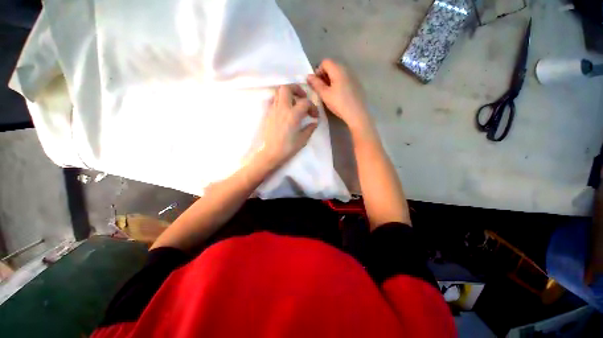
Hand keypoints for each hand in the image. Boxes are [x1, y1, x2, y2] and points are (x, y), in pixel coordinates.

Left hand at [257, 84, 318, 167]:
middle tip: (303, 98)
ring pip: (278, 92)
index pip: (305, 102)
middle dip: (297, 89)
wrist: (268, 154)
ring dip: (288, 94)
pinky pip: (273, 101)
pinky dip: (280, 101)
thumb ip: (309, 129)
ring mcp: (273, 110)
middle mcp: (282, 108)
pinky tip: (285, 111)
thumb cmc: (286, 148)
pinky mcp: (267, 114)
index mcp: (293, 114)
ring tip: (294, 104)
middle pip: (287, 88)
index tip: (315, 116)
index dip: (313, 107)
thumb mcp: (302, 140)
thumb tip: (314, 123)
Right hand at [307, 59, 370, 132]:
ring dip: (331, 80)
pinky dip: (339, 83)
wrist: (357, 113)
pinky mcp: (357, 84)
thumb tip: (309, 76)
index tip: (316, 83)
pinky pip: (345, 79)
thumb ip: (316, 84)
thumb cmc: (339, 103)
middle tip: (321, 89)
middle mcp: (347, 69)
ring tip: (329, 93)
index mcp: (338, 69)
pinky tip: (338, 95)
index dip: (318, 71)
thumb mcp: (324, 94)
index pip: (325, 62)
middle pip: (333, 66)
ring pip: (339, 73)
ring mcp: (353, 76)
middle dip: (324, 75)